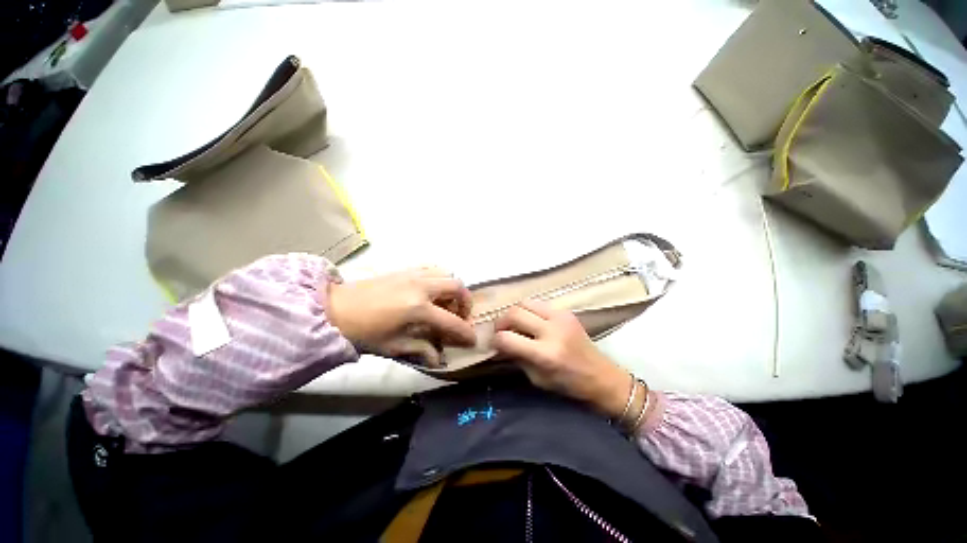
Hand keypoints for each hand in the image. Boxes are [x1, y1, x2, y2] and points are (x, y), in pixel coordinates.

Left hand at [326, 268, 475, 366]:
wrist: (334, 309)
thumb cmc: (363, 332)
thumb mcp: (393, 346)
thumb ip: (421, 349)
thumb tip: (438, 358)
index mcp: (418, 308)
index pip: (452, 321)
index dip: (465, 331)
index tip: (472, 339)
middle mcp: (421, 287)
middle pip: (457, 287)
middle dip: (465, 302)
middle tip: (459, 316)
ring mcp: (413, 274)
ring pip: (446, 273)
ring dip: (452, 288)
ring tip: (445, 302)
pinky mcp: (405, 270)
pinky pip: (432, 268)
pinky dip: (439, 278)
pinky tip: (431, 291)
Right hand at [492, 300, 633, 418]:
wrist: (601, 376)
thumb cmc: (568, 384)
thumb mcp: (537, 379)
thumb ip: (517, 358)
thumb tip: (500, 344)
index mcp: (545, 354)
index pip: (507, 338)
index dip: (495, 340)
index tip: (494, 344)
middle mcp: (552, 331)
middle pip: (514, 313)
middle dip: (501, 322)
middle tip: (501, 331)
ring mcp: (561, 317)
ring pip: (525, 302)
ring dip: (515, 313)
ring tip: (515, 324)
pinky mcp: (566, 311)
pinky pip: (539, 304)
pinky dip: (529, 311)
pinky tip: (531, 322)